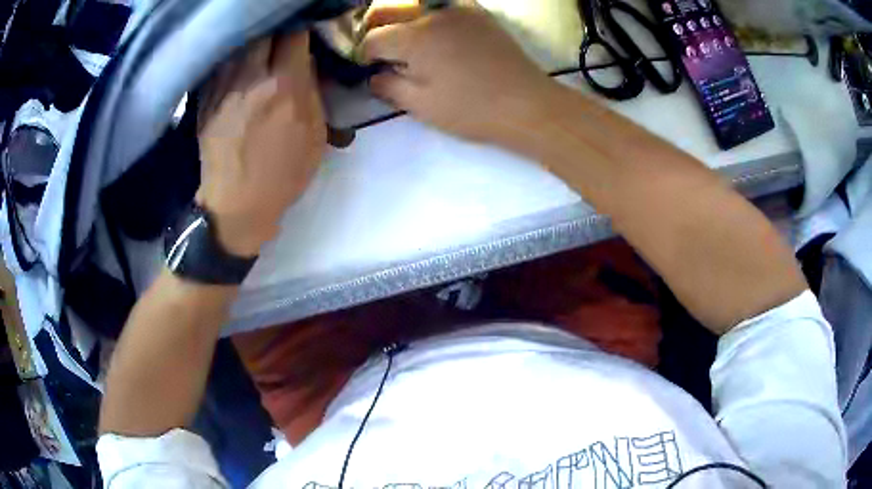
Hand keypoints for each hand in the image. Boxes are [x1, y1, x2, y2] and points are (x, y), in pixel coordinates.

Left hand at [197, 33, 325, 256]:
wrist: (236, 204)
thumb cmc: (283, 174)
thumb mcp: (314, 135)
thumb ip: (313, 92)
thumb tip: (306, 63)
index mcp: (285, 86)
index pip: (295, 35)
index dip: (302, 29)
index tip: (306, 34)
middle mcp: (252, 78)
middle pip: (264, 33)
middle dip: (276, 33)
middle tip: (281, 41)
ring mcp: (223, 87)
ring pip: (239, 45)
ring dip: (252, 43)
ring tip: (259, 50)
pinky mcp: (205, 99)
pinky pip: (219, 65)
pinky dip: (231, 59)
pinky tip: (238, 65)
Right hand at [359, 6, 555, 143]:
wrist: (526, 104)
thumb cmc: (472, 109)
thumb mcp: (422, 106)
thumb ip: (389, 86)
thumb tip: (374, 76)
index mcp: (415, 38)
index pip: (373, 38)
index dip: (363, 54)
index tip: (364, 66)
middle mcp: (432, 14)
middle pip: (387, 10)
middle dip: (373, 28)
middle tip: (374, 49)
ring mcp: (457, 9)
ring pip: (413, 5)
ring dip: (398, 18)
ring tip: (399, 40)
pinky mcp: (477, 13)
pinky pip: (441, 5)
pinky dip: (427, 14)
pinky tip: (431, 31)